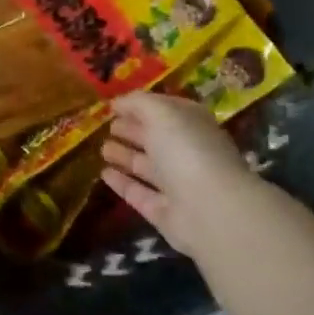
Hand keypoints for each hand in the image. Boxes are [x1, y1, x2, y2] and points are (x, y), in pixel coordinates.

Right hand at [101, 92, 291, 261]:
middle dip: (132, 130)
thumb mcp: (162, 113)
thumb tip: (116, 102)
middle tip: (106, 126)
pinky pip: (138, 193)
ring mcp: (177, 184)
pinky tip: (104, 174)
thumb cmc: (187, 150)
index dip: (140, 106)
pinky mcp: (164, 212)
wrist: (211, 209)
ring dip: (125, 156)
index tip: (114, 106)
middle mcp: (187, 152)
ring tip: (102, 149)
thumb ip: (138, 103)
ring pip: (146, 166)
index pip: (165, 110)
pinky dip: (122, 183)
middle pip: (155, 138)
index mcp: (192, 124)